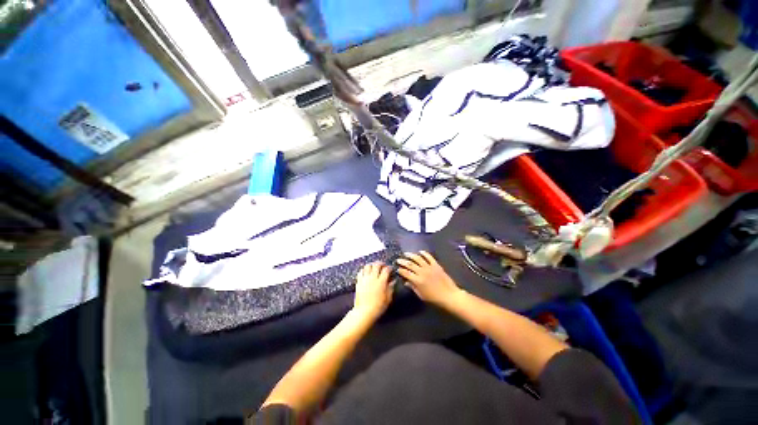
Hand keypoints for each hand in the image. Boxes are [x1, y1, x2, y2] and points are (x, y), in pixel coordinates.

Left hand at [352, 262, 393, 320]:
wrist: (364, 312)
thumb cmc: (378, 307)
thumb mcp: (388, 298)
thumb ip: (391, 288)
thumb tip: (393, 281)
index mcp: (381, 282)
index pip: (386, 269)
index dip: (389, 267)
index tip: (391, 269)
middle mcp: (373, 278)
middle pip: (376, 265)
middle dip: (381, 263)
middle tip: (383, 265)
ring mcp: (365, 279)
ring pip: (368, 266)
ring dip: (372, 265)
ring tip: (374, 267)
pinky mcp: (359, 282)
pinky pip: (361, 272)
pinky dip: (364, 270)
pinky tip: (366, 272)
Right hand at [397, 251, 460, 306]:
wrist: (449, 295)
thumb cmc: (434, 298)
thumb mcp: (421, 295)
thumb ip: (413, 287)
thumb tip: (406, 282)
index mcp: (418, 280)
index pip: (406, 273)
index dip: (400, 270)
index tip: (397, 269)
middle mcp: (422, 272)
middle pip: (410, 264)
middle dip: (403, 261)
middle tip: (398, 259)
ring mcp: (429, 267)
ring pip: (418, 258)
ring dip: (411, 255)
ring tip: (406, 254)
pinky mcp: (436, 265)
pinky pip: (429, 257)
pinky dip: (424, 253)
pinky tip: (420, 252)